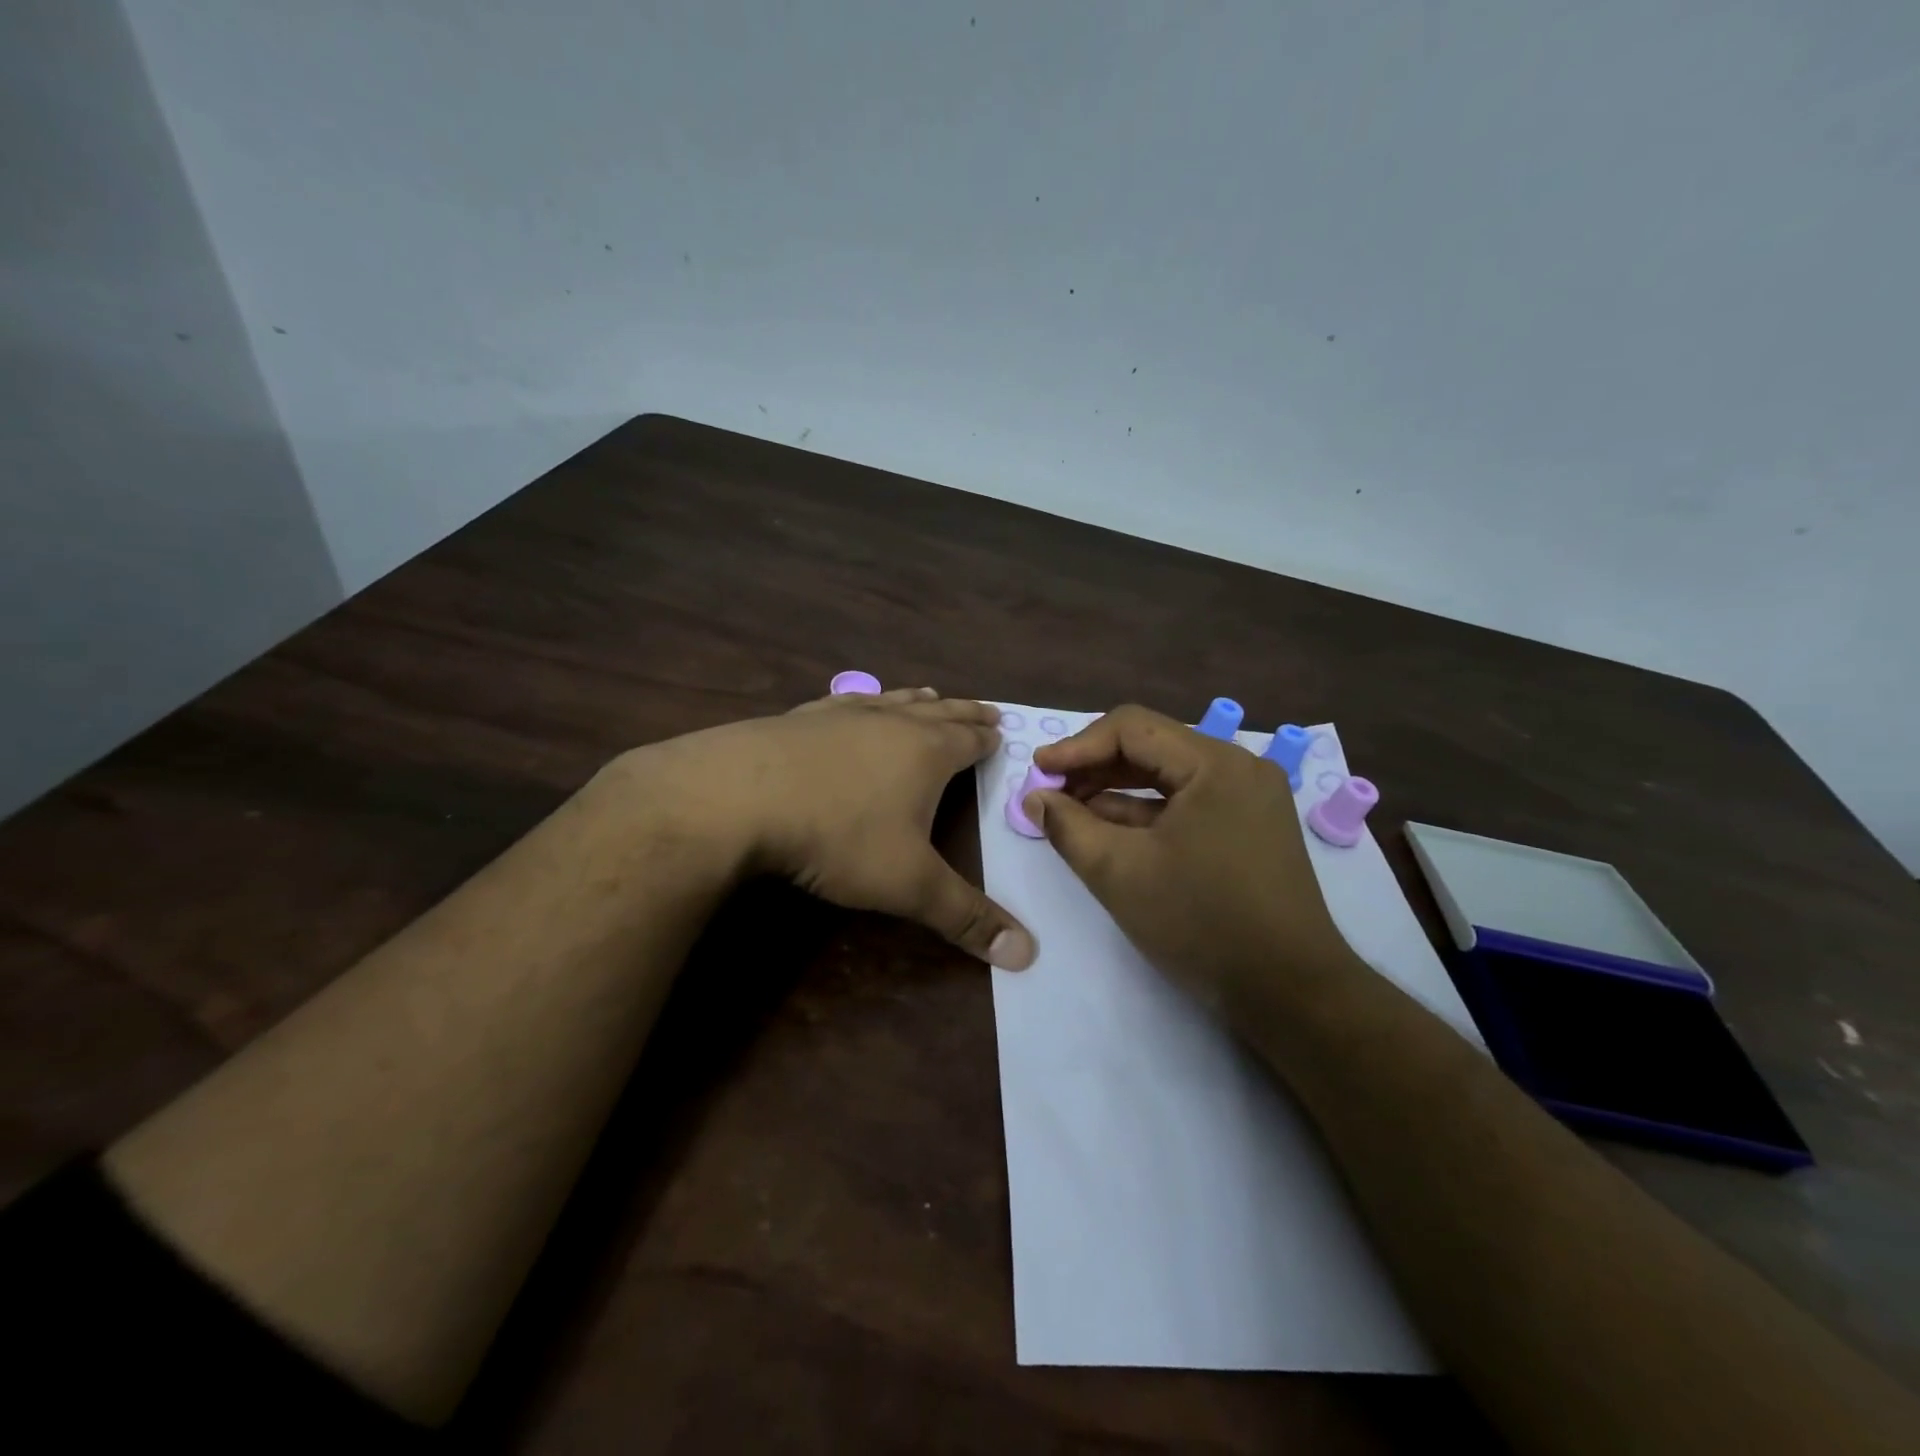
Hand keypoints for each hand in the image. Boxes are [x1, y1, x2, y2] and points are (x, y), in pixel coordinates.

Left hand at [621, 687, 1035, 968]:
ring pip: (892, 701)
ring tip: (929, 694)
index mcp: (926, 753)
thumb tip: (1027, 954)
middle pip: (939, 713)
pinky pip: (843, 702)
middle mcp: (890, 724)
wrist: (738, 796)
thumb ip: (965, 917)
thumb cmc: (838, 837)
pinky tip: (851, 704)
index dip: (989, 738)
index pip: (970, 740)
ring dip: (915, 700)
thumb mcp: (908, 885)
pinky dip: (861, 701)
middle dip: (964, 714)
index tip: (1003, 728)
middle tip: (984, 709)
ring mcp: (842, 716)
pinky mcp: (799, 718)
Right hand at [1025, 704, 1353, 1015]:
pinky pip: (1186, 804)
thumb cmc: (1201, 924)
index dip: (1076, 746)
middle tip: (1049, 793)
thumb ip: (1068, 827)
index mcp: (1215, 764)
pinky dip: (1145, 813)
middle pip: (1151, 747)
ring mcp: (1248, 799)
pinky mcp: (1248, 828)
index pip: (1131, 728)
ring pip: (1167, 777)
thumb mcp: (1119, 873)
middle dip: (1094, 767)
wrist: (1290, 994)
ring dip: (1115, 791)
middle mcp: (1238, 768)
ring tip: (1069, 812)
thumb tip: (1036, 797)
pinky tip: (1107, 830)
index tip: (1038, 771)